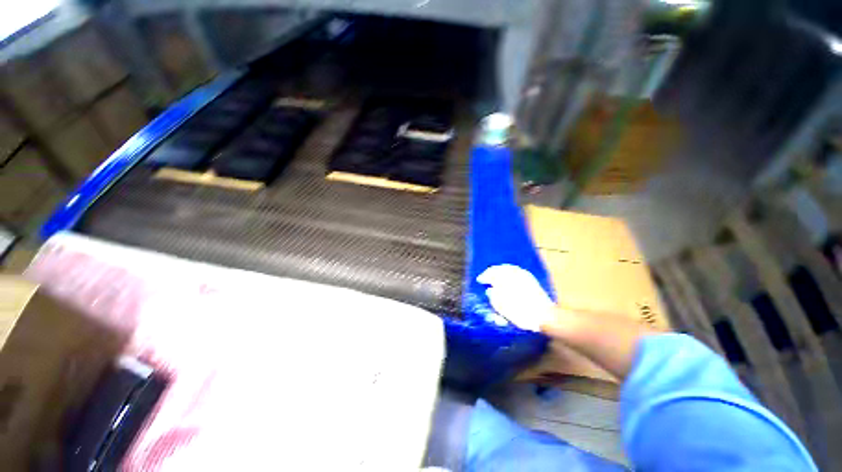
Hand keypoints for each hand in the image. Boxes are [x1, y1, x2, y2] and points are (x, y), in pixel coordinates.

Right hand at [477, 264, 554, 331]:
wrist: (545, 315)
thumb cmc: (521, 313)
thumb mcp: (503, 308)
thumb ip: (493, 297)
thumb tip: (490, 290)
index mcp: (505, 279)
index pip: (491, 273)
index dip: (484, 276)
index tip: (479, 280)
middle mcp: (514, 274)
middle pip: (499, 268)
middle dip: (491, 272)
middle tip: (486, 277)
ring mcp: (523, 275)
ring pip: (507, 268)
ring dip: (499, 271)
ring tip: (495, 276)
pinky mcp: (530, 278)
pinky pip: (516, 270)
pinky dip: (509, 272)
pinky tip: (507, 277)